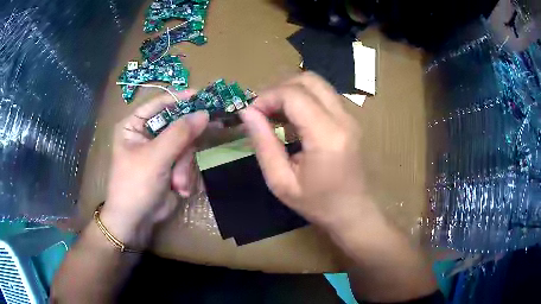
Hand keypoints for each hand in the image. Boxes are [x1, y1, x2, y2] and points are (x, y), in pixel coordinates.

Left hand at [101, 91, 208, 248]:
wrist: (136, 221)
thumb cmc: (136, 185)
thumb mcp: (156, 157)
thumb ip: (179, 134)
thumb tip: (204, 113)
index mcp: (135, 125)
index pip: (159, 103)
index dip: (180, 98)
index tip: (202, 96)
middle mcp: (148, 134)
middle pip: (177, 124)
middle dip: (187, 143)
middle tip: (215, 130)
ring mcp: (161, 150)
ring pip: (186, 145)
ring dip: (185, 166)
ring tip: (178, 183)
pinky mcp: (171, 165)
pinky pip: (187, 160)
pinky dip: (186, 175)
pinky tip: (179, 188)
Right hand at [240, 72, 374, 229]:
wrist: (353, 212)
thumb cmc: (318, 204)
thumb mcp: (281, 182)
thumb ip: (263, 143)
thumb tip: (247, 112)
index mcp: (327, 136)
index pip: (294, 95)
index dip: (267, 97)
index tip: (250, 113)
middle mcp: (343, 119)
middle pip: (308, 79)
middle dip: (279, 88)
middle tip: (262, 110)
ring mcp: (350, 117)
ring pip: (317, 84)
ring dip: (290, 92)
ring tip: (274, 115)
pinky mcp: (350, 119)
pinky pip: (323, 96)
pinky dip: (302, 99)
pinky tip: (292, 121)